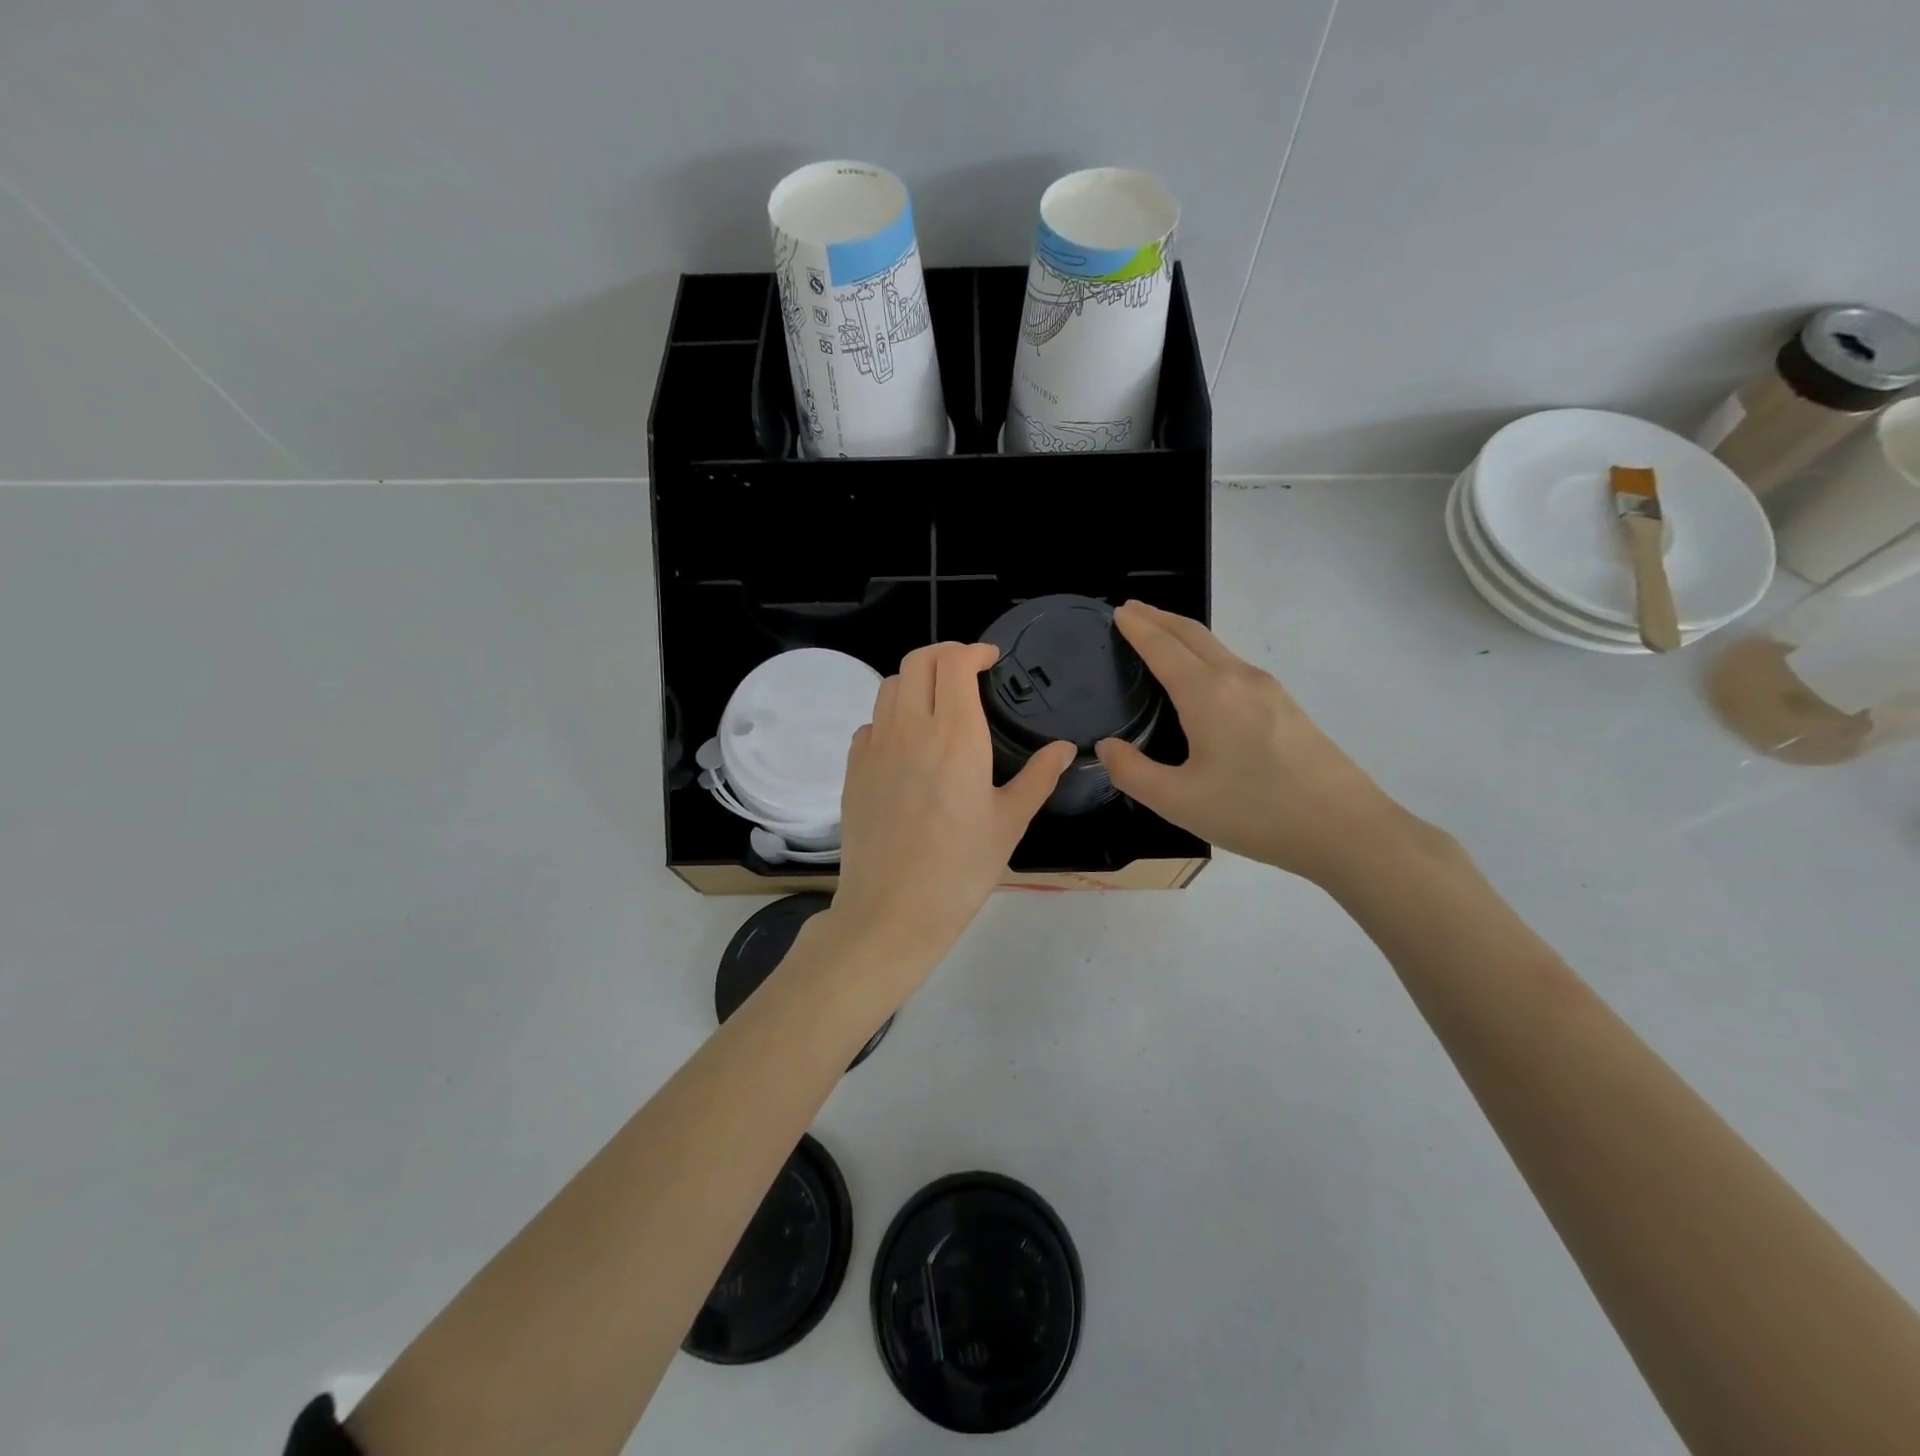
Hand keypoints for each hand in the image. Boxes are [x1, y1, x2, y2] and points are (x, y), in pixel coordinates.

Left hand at [829, 642, 1074, 975]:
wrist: (892, 911)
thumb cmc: (961, 869)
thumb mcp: (1010, 822)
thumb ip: (1039, 777)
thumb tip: (1066, 748)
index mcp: (955, 734)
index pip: (953, 662)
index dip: (973, 650)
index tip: (990, 660)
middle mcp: (910, 728)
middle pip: (918, 660)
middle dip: (944, 654)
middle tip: (967, 673)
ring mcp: (875, 747)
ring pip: (890, 686)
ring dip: (917, 681)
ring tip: (938, 704)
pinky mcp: (854, 770)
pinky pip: (871, 723)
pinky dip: (891, 717)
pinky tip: (908, 745)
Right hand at [1096, 601, 1417, 885]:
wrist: (1346, 828)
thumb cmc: (1255, 812)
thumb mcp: (1178, 801)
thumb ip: (1132, 772)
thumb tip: (1107, 747)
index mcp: (1208, 694)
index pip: (1163, 647)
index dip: (1137, 627)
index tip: (1118, 612)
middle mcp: (1238, 679)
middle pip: (1193, 634)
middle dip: (1159, 617)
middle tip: (1132, 611)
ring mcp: (1269, 689)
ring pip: (1217, 648)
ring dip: (1184, 635)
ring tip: (1160, 638)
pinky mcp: (1287, 706)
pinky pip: (1235, 666)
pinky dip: (1206, 655)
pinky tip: (1202, 679)